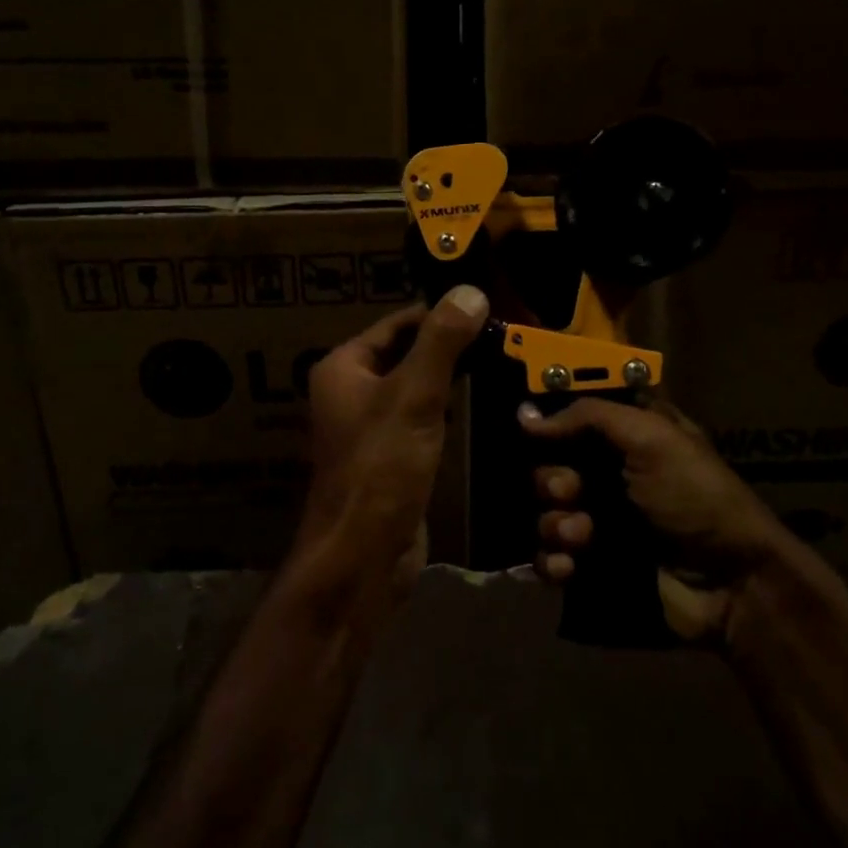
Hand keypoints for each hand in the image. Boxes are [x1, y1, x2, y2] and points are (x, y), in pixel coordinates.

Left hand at [299, 286, 489, 589]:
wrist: (362, 557)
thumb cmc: (381, 467)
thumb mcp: (414, 396)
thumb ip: (441, 342)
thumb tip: (470, 291)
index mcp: (344, 367)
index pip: (398, 323)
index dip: (440, 313)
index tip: (487, 306)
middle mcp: (350, 391)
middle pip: (407, 353)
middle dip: (450, 345)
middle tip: (502, 336)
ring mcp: (369, 426)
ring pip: (416, 387)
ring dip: (451, 377)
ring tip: (500, 363)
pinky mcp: (389, 457)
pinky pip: (421, 419)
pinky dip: (446, 409)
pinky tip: (480, 407)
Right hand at [518, 398, 785, 640]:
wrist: (732, 585)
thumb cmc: (695, 496)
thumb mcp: (652, 438)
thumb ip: (589, 417)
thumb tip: (526, 418)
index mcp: (626, 438)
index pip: (573, 418)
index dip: (549, 421)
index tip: (527, 427)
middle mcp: (608, 475)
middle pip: (550, 466)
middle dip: (552, 480)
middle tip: (572, 492)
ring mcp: (600, 522)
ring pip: (545, 513)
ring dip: (555, 523)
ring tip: (582, 536)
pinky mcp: (594, 567)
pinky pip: (549, 559)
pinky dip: (552, 562)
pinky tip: (570, 568)